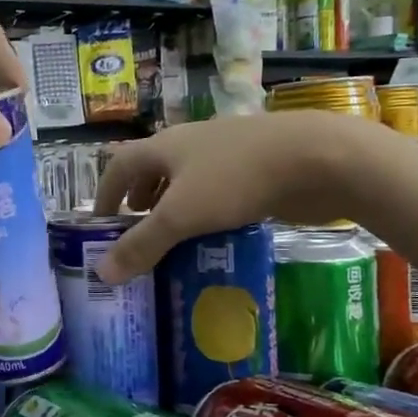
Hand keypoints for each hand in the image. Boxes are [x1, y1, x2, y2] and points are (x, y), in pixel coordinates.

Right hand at [91, 113, 379, 281]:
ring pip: (189, 179)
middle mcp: (192, 143)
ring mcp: (228, 153)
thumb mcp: (180, 216)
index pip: (120, 164)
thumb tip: (101, 273)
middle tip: (136, 231)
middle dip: (140, 198)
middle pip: (154, 168)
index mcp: (165, 145)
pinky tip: (215, 235)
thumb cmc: (236, 179)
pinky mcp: (258, 168)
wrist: (317, 158)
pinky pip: (219, 190)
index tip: (100, 222)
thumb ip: (141, 245)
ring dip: (174, 205)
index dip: (105, 192)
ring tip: (172, 237)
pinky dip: (207, 211)